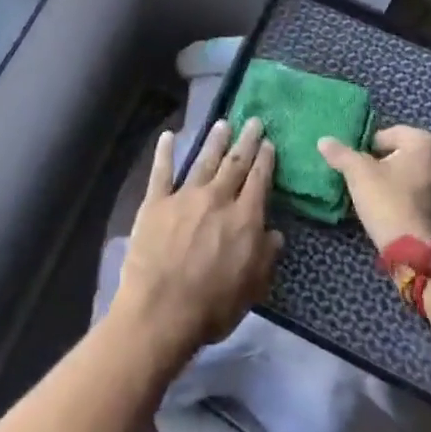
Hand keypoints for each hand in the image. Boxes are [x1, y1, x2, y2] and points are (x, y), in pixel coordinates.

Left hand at [113, 119, 283, 367]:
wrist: (161, 310)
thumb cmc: (212, 306)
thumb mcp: (253, 288)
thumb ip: (266, 257)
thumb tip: (275, 233)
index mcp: (244, 219)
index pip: (259, 181)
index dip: (266, 160)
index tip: (269, 143)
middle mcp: (217, 199)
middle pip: (235, 163)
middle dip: (246, 141)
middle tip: (253, 121)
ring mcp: (184, 197)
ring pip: (203, 161)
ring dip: (214, 141)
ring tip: (223, 123)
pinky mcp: (155, 202)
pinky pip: (161, 172)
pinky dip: (165, 152)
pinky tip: (168, 136)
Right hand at [318, 125, 430, 249]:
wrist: (417, 251)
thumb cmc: (388, 202)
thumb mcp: (358, 175)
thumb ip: (341, 154)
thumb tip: (323, 140)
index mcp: (423, 140)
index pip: (389, 134)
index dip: (370, 148)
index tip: (361, 166)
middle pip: (414, 146)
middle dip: (399, 153)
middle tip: (381, 170)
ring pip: (428, 165)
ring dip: (414, 169)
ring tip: (394, 184)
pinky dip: (424, 187)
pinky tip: (407, 199)